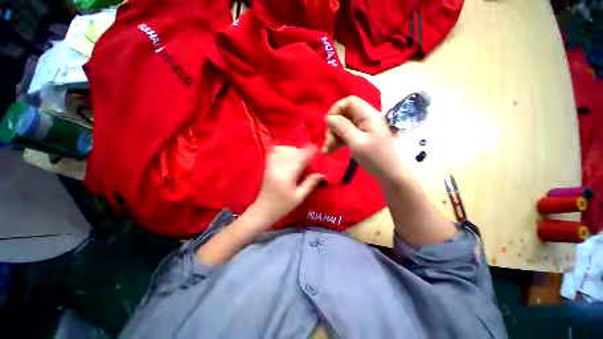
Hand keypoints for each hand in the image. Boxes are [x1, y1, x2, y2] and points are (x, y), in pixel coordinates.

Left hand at [251, 145, 324, 224]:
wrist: (263, 210)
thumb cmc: (283, 206)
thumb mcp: (299, 197)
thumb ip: (310, 184)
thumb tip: (321, 174)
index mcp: (287, 175)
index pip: (299, 158)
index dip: (308, 151)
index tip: (315, 148)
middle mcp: (278, 167)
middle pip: (291, 151)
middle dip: (301, 152)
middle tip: (307, 159)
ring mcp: (271, 166)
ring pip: (283, 150)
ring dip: (293, 150)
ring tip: (298, 158)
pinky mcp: (267, 167)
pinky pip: (274, 153)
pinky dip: (282, 151)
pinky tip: (287, 157)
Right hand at [322, 96, 399, 181]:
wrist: (390, 174)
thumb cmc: (375, 157)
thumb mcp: (356, 142)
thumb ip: (342, 127)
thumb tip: (328, 118)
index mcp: (368, 115)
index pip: (350, 102)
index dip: (336, 109)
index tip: (328, 123)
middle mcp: (365, 119)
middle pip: (344, 116)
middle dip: (333, 129)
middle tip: (326, 144)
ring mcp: (363, 130)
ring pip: (343, 127)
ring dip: (333, 138)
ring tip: (326, 151)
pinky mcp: (361, 138)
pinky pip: (346, 136)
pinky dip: (337, 142)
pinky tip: (330, 151)